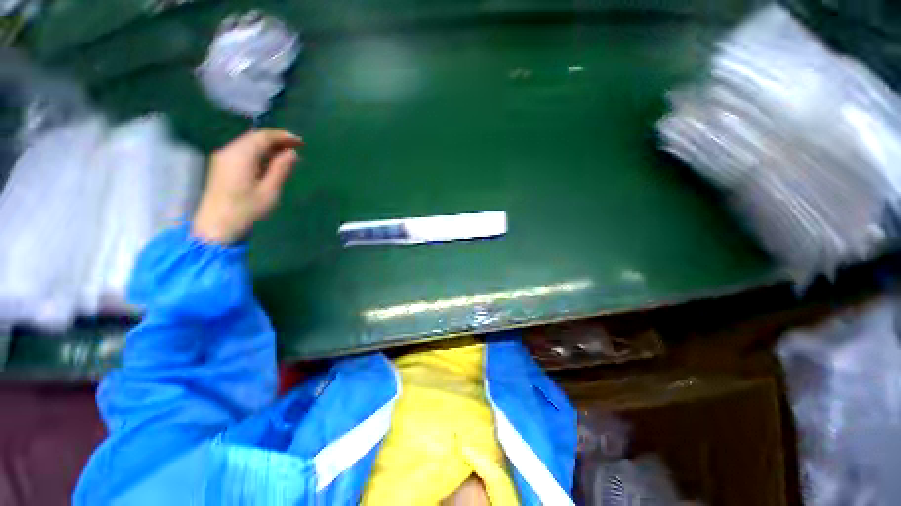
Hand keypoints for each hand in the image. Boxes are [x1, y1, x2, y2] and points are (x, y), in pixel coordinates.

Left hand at [192, 129, 303, 243]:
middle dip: (276, 140)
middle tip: (297, 148)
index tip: (301, 142)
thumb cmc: (246, 210)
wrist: (216, 227)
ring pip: (248, 145)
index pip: (263, 136)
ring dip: (268, 147)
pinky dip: (259, 154)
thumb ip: (280, 169)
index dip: (283, 136)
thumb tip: (292, 153)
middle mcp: (229, 152)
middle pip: (254, 138)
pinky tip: (270, 164)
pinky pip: (243, 153)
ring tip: (287, 156)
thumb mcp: (269, 191)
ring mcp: (223, 159)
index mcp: (240, 155)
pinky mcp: (222, 168)